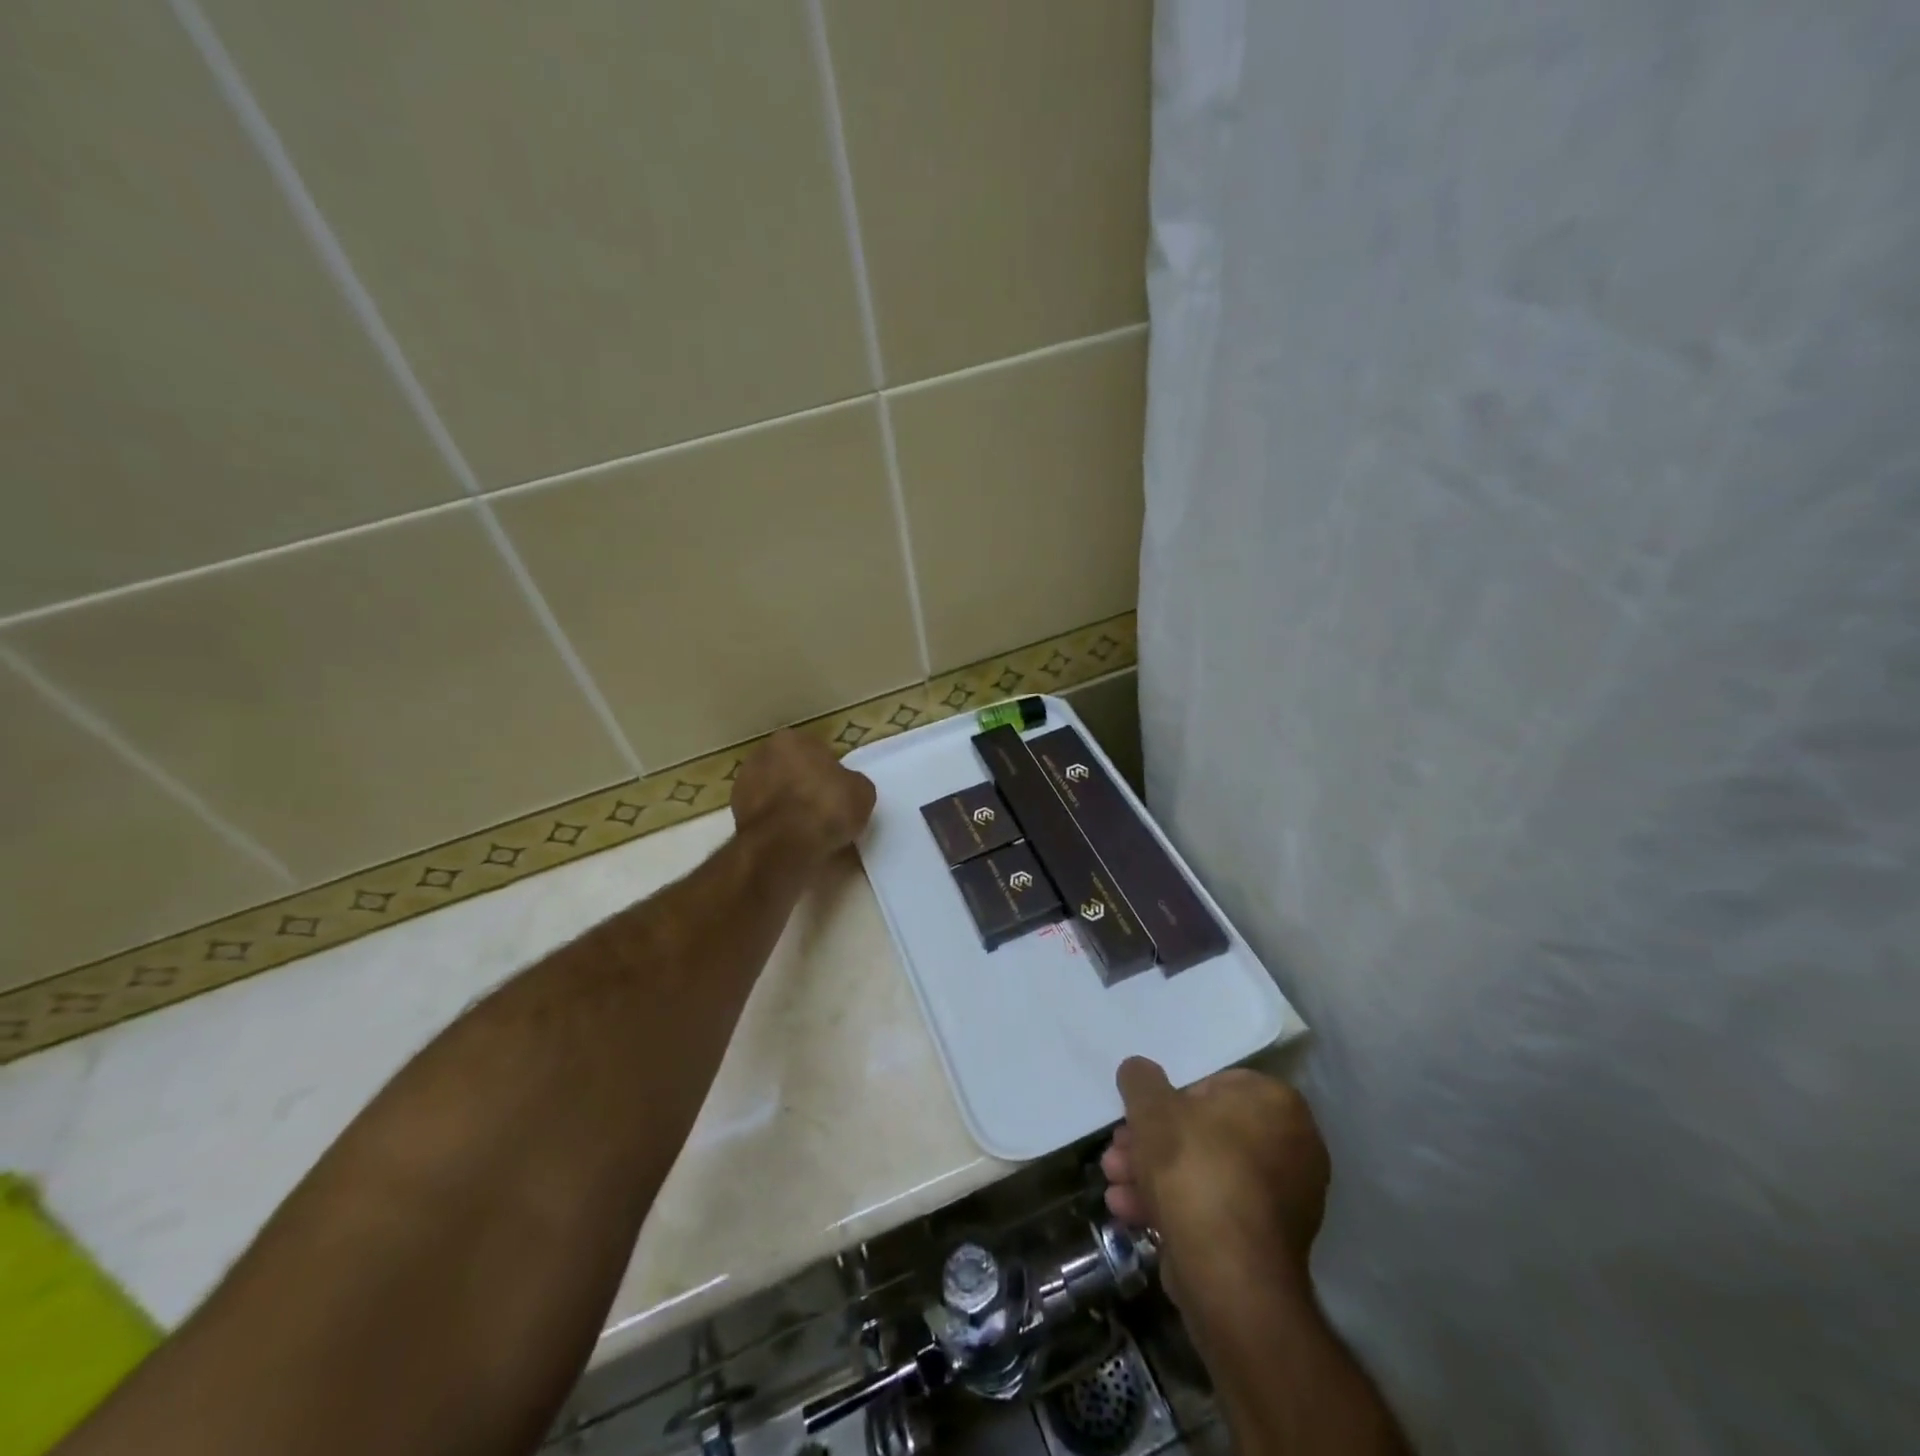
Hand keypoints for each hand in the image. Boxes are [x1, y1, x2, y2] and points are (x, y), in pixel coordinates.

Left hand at [730, 730, 876, 863]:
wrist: (786, 845)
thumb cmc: (827, 806)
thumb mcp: (862, 791)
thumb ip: (851, 783)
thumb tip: (845, 789)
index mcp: (791, 740)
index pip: (815, 752)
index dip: (829, 773)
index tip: (839, 793)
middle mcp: (761, 755)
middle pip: (790, 770)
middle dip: (804, 786)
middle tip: (824, 810)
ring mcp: (743, 786)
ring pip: (775, 794)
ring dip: (788, 807)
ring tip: (809, 831)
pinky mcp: (736, 816)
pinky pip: (766, 818)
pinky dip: (776, 826)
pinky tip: (792, 841)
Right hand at [1102, 1059, 1328, 1305]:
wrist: (1229, 1277)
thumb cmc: (1194, 1169)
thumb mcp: (1151, 1108)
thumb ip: (1140, 1080)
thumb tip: (1138, 1070)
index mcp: (1277, 1104)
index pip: (1214, 1084)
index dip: (1168, 1099)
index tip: (1139, 1116)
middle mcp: (1293, 1147)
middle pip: (1205, 1132)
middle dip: (1152, 1143)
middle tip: (1117, 1154)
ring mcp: (1285, 1199)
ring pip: (1205, 1172)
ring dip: (1154, 1175)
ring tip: (1114, 1185)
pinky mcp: (1268, 1244)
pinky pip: (1216, 1209)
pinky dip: (1176, 1207)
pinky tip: (1132, 1213)